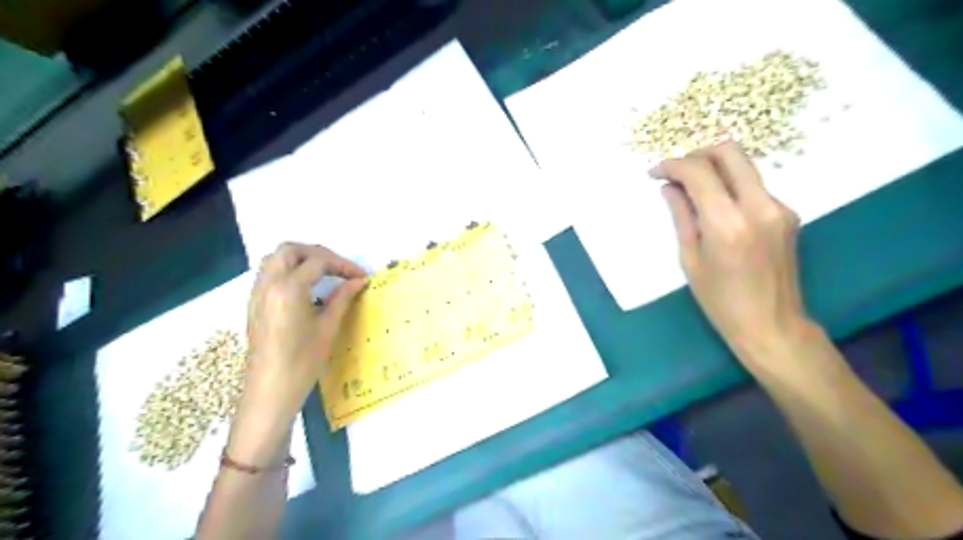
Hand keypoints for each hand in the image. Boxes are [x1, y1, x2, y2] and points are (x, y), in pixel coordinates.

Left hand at [228, 242, 368, 463]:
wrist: (270, 390)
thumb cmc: (303, 362)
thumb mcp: (328, 327)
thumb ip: (342, 298)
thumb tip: (358, 281)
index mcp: (289, 289)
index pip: (318, 261)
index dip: (343, 265)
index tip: (361, 277)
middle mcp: (268, 284)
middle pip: (291, 250)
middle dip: (318, 253)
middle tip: (339, 269)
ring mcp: (257, 293)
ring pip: (276, 258)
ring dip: (301, 259)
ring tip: (324, 273)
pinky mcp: (254, 303)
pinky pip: (269, 273)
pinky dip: (289, 270)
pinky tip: (306, 288)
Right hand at [655, 141, 810, 364]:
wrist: (771, 324)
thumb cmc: (720, 300)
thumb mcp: (690, 259)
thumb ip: (681, 216)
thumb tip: (669, 188)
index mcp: (728, 223)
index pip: (699, 172)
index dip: (672, 166)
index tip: (655, 173)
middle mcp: (759, 206)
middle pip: (730, 152)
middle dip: (697, 154)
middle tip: (677, 172)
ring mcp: (779, 207)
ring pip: (744, 167)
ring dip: (715, 170)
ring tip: (692, 191)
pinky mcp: (788, 213)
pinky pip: (753, 186)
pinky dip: (730, 187)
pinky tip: (717, 209)